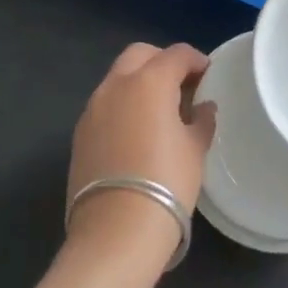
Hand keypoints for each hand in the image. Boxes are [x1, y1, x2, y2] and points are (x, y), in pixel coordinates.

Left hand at [65, 43, 215, 265]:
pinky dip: (123, 105)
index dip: (196, 60)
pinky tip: (137, 131)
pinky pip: (105, 105)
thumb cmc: (166, 183)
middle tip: (182, 84)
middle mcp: (116, 85)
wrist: (115, 232)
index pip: (176, 54)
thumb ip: (201, 120)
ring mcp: (93, 109)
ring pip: (118, 78)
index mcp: (149, 81)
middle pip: (140, 55)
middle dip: (162, 61)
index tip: (208, 74)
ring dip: (139, 82)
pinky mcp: (79, 134)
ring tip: (159, 110)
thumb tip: (203, 107)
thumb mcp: (195, 149)